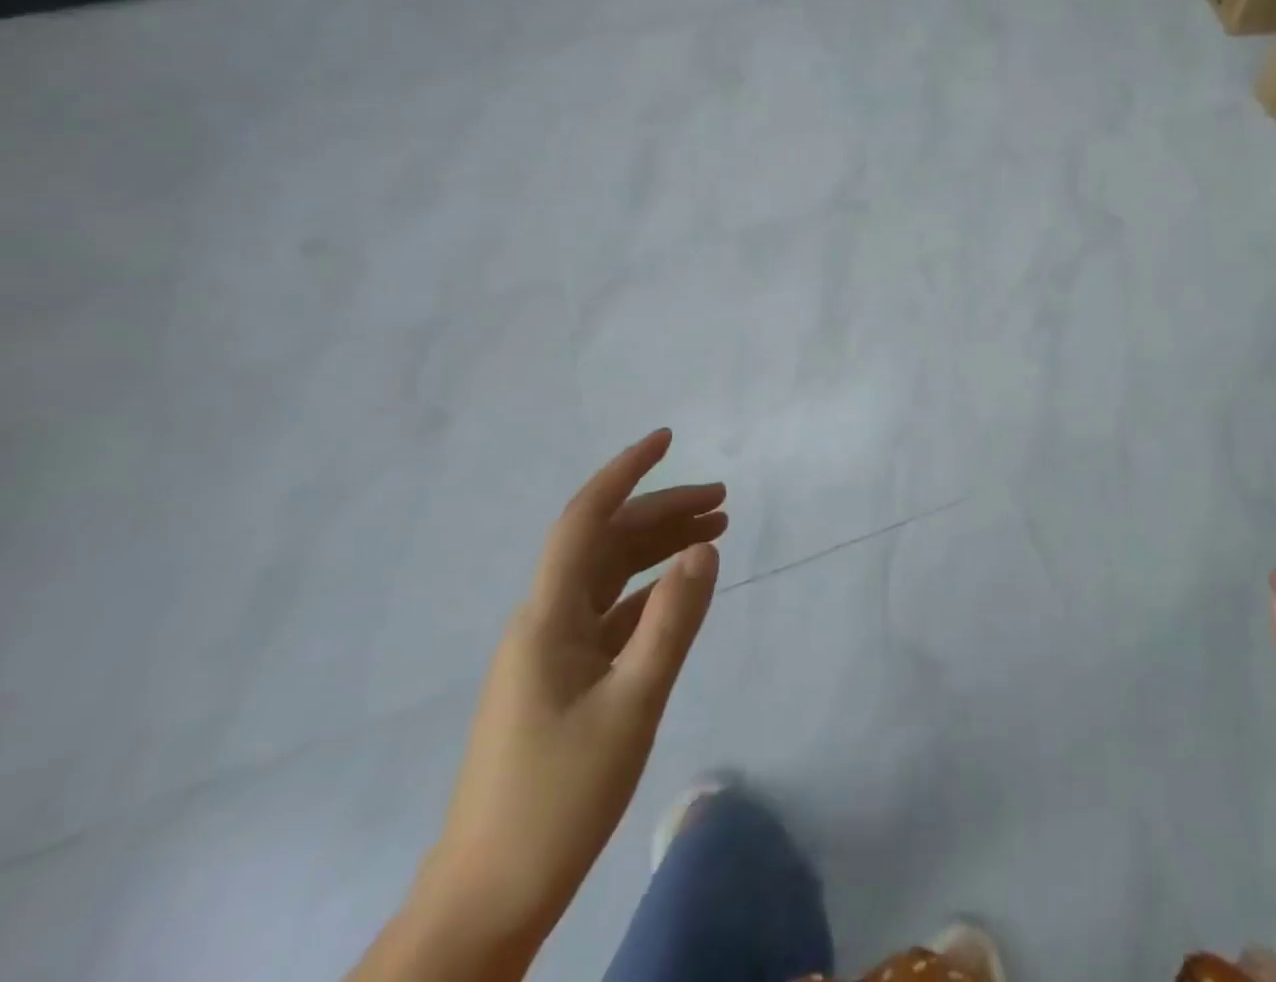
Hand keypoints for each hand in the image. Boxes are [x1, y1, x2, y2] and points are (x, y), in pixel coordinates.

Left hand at [406, 432, 724, 966]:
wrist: (486, 903)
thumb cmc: (556, 802)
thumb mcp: (631, 707)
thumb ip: (672, 622)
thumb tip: (705, 547)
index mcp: (547, 618)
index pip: (585, 520)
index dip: (625, 472)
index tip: (667, 437)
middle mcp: (544, 623)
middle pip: (605, 543)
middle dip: (662, 511)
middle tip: (724, 500)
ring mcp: (551, 654)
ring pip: (610, 577)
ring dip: (659, 548)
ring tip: (715, 531)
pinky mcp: (562, 683)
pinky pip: (611, 614)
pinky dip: (650, 591)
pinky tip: (681, 590)